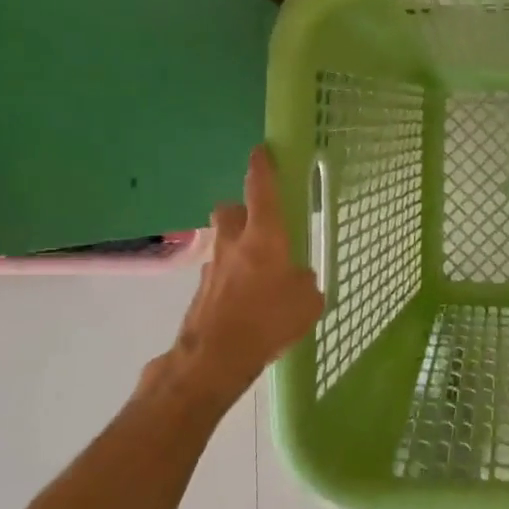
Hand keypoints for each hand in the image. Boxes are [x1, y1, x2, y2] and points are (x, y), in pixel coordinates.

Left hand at [166, 147, 323, 402]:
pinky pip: (220, 272)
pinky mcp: (202, 291)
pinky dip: (232, 278)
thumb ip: (305, 283)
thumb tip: (298, 279)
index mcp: (264, 236)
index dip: (262, 167)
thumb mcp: (307, 302)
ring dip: (236, 247)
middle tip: (259, 224)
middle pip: (231, 210)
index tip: (262, 151)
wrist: (214, 357)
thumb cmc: (267, 321)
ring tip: (257, 271)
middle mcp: (234, 243)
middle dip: (242, 210)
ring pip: (223, 242)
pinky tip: (246, 300)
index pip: (261, 189)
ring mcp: (213, 266)